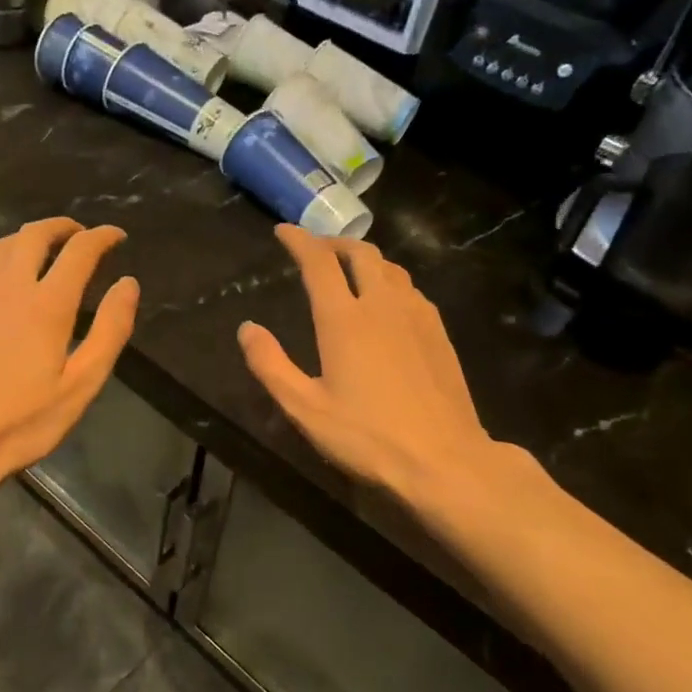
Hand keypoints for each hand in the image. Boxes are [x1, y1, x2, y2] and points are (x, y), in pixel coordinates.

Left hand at [0, 217, 138, 495]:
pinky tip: (0, 271)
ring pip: (2, 244)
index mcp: (46, 304)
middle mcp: (8, 285)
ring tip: (44, 250)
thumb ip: (110, 331)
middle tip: (80, 236)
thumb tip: (128, 284)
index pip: (80, 251)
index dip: (102, 237)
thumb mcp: (80, 386)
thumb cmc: (21, 421)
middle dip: (63, 228)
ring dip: (29, 238)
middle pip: (36, 234)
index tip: (116, 236)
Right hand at [238, 225, 502, 499]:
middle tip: (315, 248)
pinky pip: (410, 289)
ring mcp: (417, 316)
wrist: (444, 460)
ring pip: (390, 268)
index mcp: (344, 319)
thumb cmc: (367, 436)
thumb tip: (247, 328)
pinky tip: (386, 302)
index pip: (319, 262)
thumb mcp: (304, 408)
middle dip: (333, 243)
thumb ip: (270, 365)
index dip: (299, 240)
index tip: (283, 231)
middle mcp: (382, 304)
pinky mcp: (439, 333)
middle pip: (360, 253)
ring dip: (364, 258)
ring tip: (349, 268)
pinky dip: (389, 280)